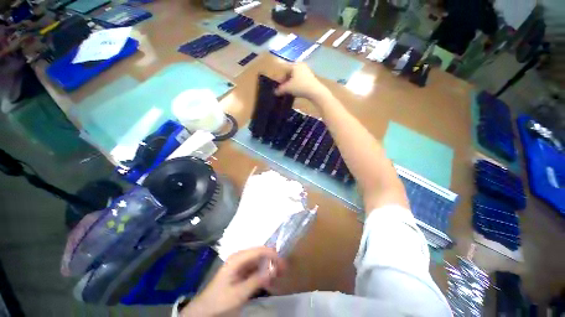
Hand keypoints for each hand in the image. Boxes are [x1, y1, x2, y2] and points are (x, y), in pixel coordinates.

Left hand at [181, 247, 285, 316]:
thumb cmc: (220, 301)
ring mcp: (240, 265)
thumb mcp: (239, 293)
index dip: (272, 254)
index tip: (283, 262)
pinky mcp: (240, 273)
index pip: (259, 250)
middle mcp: (240, 258)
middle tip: (284, 268)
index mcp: (238, 258)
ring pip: (258, 261)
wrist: (204, 312)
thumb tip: (274, 269)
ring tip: (280, 273)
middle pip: (260, 254)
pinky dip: (263, 273)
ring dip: (269, 266)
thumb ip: (256, 280)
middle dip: (272, 259)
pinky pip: (255, 269)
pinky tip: (269, 279)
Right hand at [275, 63, 330, 101]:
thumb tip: (275, 92)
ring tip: (289, 90)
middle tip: (284, 88)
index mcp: (295, 64)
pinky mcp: (310, 77)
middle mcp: (301, 65)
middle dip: (285, 80)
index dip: (280, 77)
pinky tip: (296, 90)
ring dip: (291, 83)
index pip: (284, 68)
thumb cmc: (300, 87)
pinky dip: (296, 83)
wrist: (315, 91)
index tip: (279, 86)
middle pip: (289, 72)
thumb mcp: (288, 88)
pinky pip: (300, 79)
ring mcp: (306, 70)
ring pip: (295, 76)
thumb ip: (280, 89)